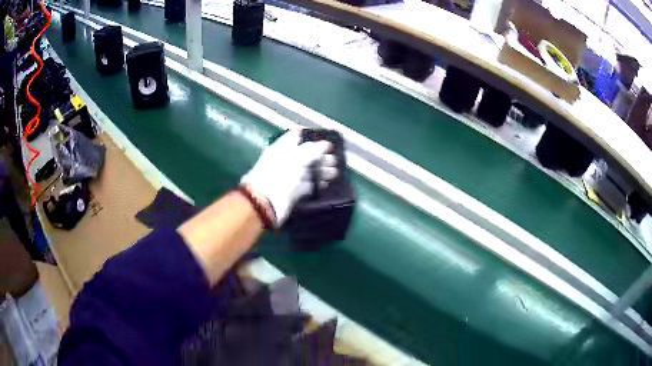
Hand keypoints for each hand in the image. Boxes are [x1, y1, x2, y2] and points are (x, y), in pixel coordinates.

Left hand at [241, 130, 337, 226]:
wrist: (266, 203)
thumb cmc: (279, 175)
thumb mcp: (296, 158)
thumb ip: (312, 150)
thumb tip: (326, 144)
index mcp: (282, 149)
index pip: (296, 137)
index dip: (310, 137)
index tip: (326, 141)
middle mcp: (285, 161)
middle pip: (305, 155)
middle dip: (320, 156)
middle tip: (334, 160)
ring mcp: (288, 177)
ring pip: (307, 171)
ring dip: (321, 171)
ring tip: (334, 173)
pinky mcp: (292, 192)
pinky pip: (307, 186)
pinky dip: (316, 184)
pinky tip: (326, 184)